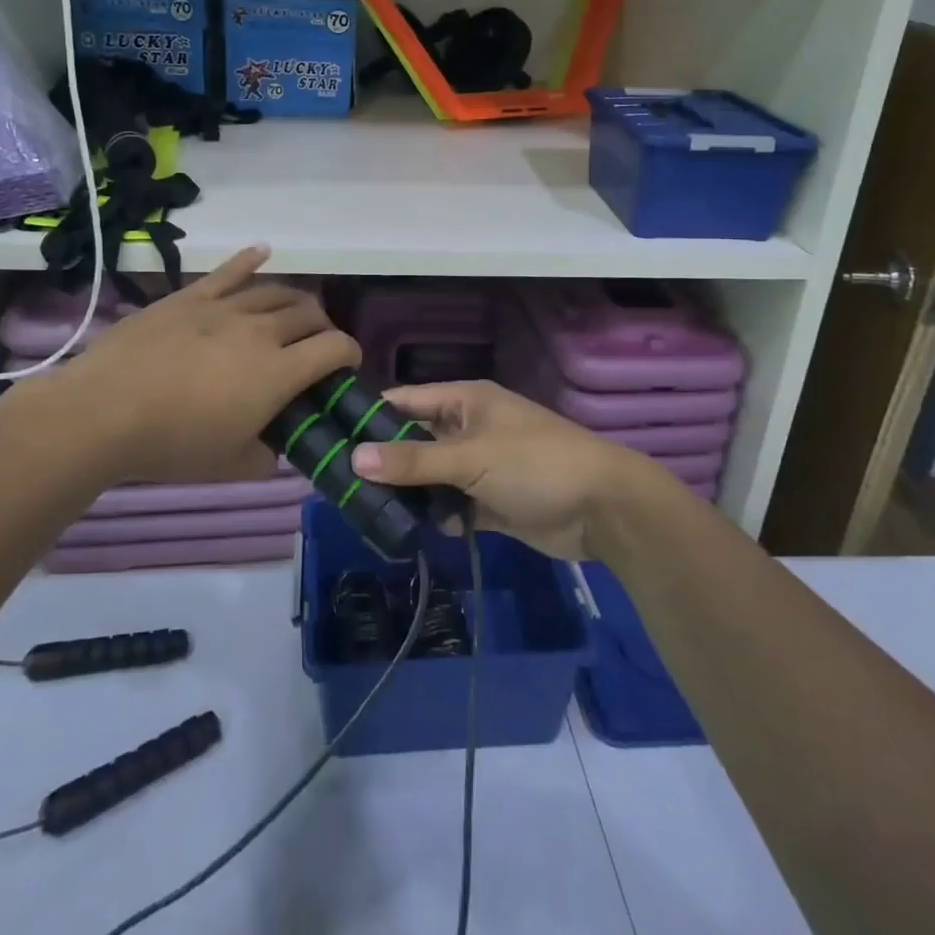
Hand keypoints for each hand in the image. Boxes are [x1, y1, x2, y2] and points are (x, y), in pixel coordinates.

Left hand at [50, 248, 359, 486]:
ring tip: (295, 311)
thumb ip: (266, 458)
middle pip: (309, 313)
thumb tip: (275, 449)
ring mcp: (224, 307)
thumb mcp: (230, 466)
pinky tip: (263, 251)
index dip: (350, 353)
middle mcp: (261, 330)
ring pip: (275, 291)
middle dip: (323, 327)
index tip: (346, 365)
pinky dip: (249, 259)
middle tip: (316, 344)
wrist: (105, 410)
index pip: (334, 348)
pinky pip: (228, 271)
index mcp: (279, 371)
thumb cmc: (173, 443)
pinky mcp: (190, 297)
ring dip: (294, 300)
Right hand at [351, 381, 661, 559]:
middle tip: (339, 487)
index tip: (328, 438)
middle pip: (414, 441)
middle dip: (383, 462)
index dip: (369, 418)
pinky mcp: (491, 502)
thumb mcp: (471, 457)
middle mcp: (469, 428)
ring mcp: (481, 466)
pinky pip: (452, 506)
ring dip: (408, 494)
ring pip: (431, 477)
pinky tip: (410, 533)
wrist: (606, 509)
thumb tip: (354, 459)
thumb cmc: (536, 464)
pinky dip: (436, 517)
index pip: (404, 401)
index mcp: (465, 401)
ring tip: (364, 514)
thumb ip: (413, 460)